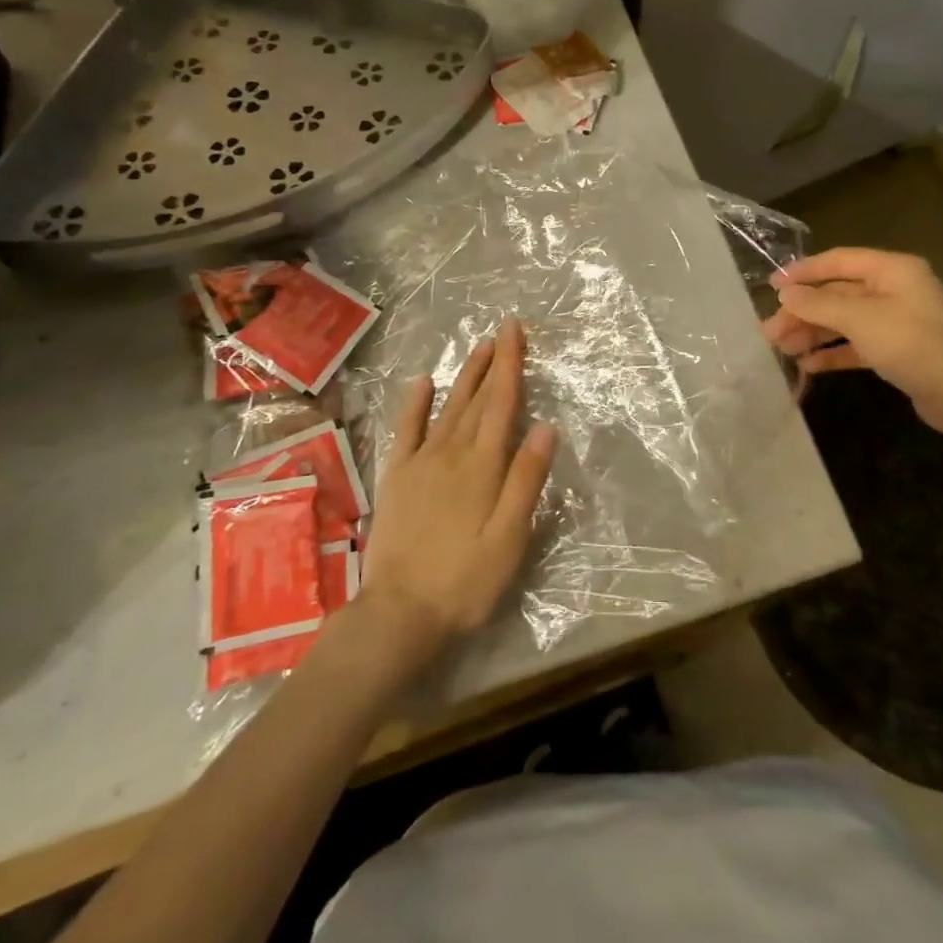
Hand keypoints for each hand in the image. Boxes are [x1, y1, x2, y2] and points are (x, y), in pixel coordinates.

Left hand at [359, 319, 556, 660]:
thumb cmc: (465, 580)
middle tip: (503, 330)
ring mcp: (420, 462)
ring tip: (479, 348)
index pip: (502, 403)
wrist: (399, 613)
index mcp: (483, 465)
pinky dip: (415, 404)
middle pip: (477, 398)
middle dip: (493, 361)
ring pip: (448, 407)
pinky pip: (407, 430)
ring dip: (465, 375)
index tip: (515, 330)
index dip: (511, 364)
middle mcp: (452, 452)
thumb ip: (526, 480)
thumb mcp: (510, 538)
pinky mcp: (397, 477)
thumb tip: (545, 427)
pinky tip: (423, 383)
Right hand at [763, 247, 942, 431]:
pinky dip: (834, 353)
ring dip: (814, 333)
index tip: (772, 285)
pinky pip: (857, 345)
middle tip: (770, 330)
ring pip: (845, 321)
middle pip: (839, 294)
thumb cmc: (912, 343)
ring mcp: (897, 321)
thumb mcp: (861, 319)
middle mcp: (895, 290)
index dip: (804, 271)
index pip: (839, 261)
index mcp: (892, 270)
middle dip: (804, 312)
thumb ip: (819, 304)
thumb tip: (785, 292)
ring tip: (782, 349)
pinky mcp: (898, 351)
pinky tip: (809, 365)